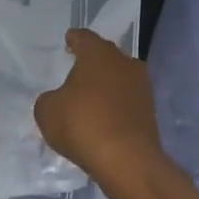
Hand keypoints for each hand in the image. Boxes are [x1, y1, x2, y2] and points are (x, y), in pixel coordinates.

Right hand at [33, 28, 164, 183]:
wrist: (127, 160)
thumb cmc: (82, 124)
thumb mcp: (47, 111)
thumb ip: (50, 99)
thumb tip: (58, 100)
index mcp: (98, 54)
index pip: (84, 37)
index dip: (74, 40)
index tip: (68, 42)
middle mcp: (124, 63)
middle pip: (105, 56)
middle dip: (91, 62)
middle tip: (76, 71)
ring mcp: (142, 87)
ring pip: (119, 78)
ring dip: (106, 85)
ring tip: (89, 98)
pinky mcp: (151, 112)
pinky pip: (127, 101)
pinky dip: (115, 106)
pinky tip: (103, 118)